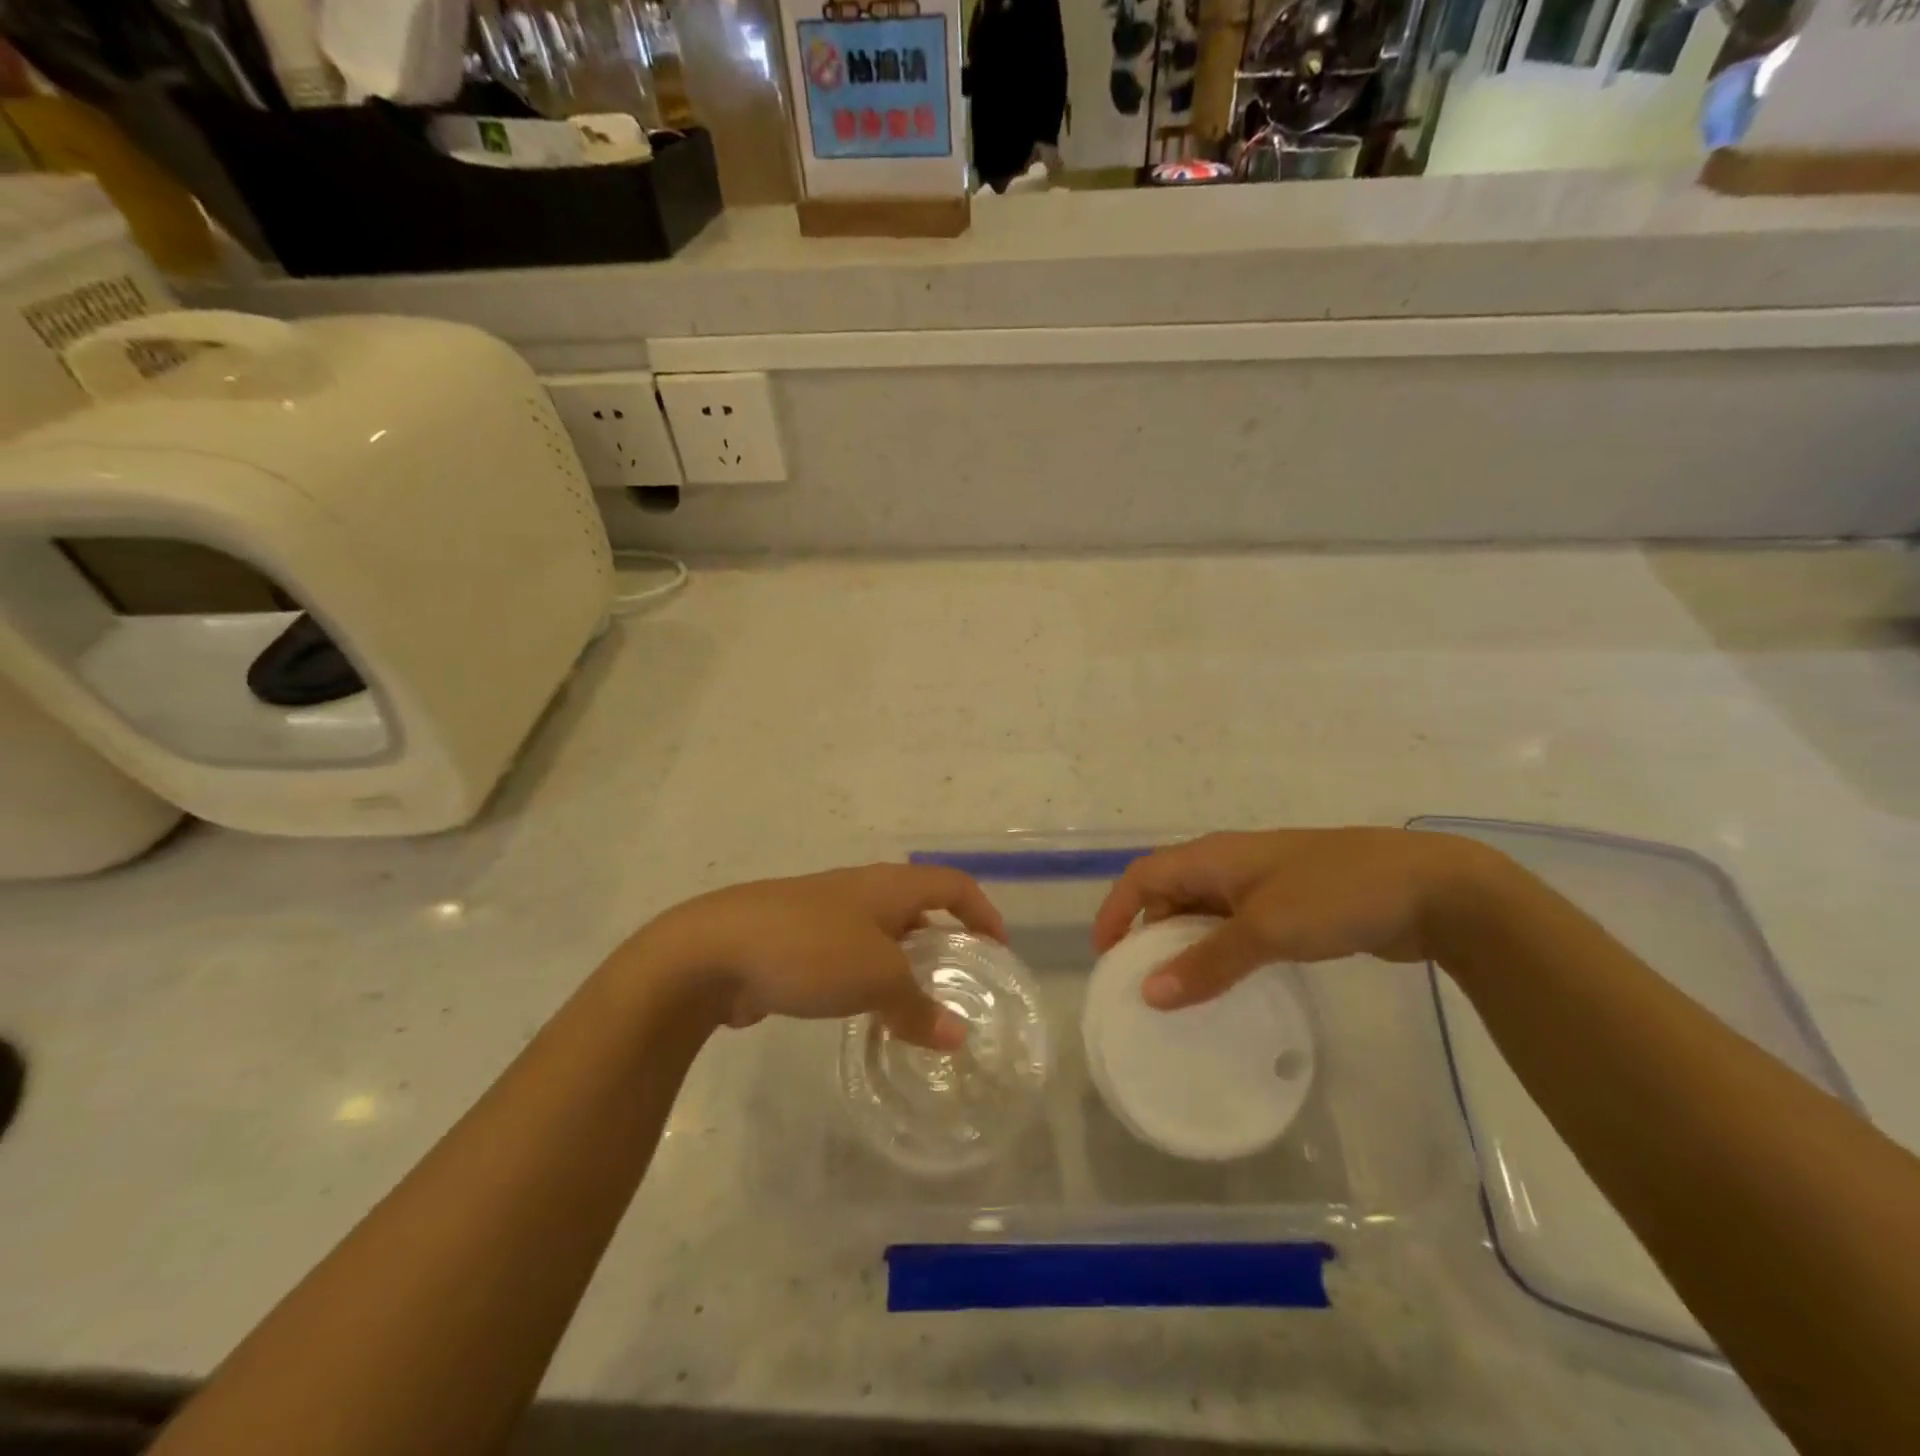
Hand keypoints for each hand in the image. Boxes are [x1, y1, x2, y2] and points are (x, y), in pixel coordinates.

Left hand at [638, 864, 1006, 1050]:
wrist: (713, 951)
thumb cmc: (809, 949)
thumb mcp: (876, 979)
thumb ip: (919, 1007)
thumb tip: (957, 1037)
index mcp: (888, 885)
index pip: (953, 884)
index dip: (982, 912)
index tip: (998, 950)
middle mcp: (860, 891)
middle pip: (918, 906)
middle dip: (943, 939)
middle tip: (960, 981)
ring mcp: (824, 913)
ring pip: (880, 933)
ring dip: (904, 963)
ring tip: (917, 1004)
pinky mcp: (795, 941)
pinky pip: (848, 955)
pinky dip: (868, 978)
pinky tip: (865, 1012)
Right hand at [1089, 828, 1496, 1009]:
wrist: (1430, 889)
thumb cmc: (1336, 895)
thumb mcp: (1266, 930)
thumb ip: (1207, 963)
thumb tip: (1150, 994)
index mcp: (1213, 857)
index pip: (1143, 876)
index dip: (1116, 911)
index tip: (1104, 958)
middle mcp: (1229, 866)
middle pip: (1169, 894)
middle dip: (1148, 934)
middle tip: (1140, 985)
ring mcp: (1263, 886)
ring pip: (1205, 914)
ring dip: (1186, 947)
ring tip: (1177, 993)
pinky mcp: (1291, 907)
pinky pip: (1238, 929)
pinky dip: (1222, 954)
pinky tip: (1228, 986)